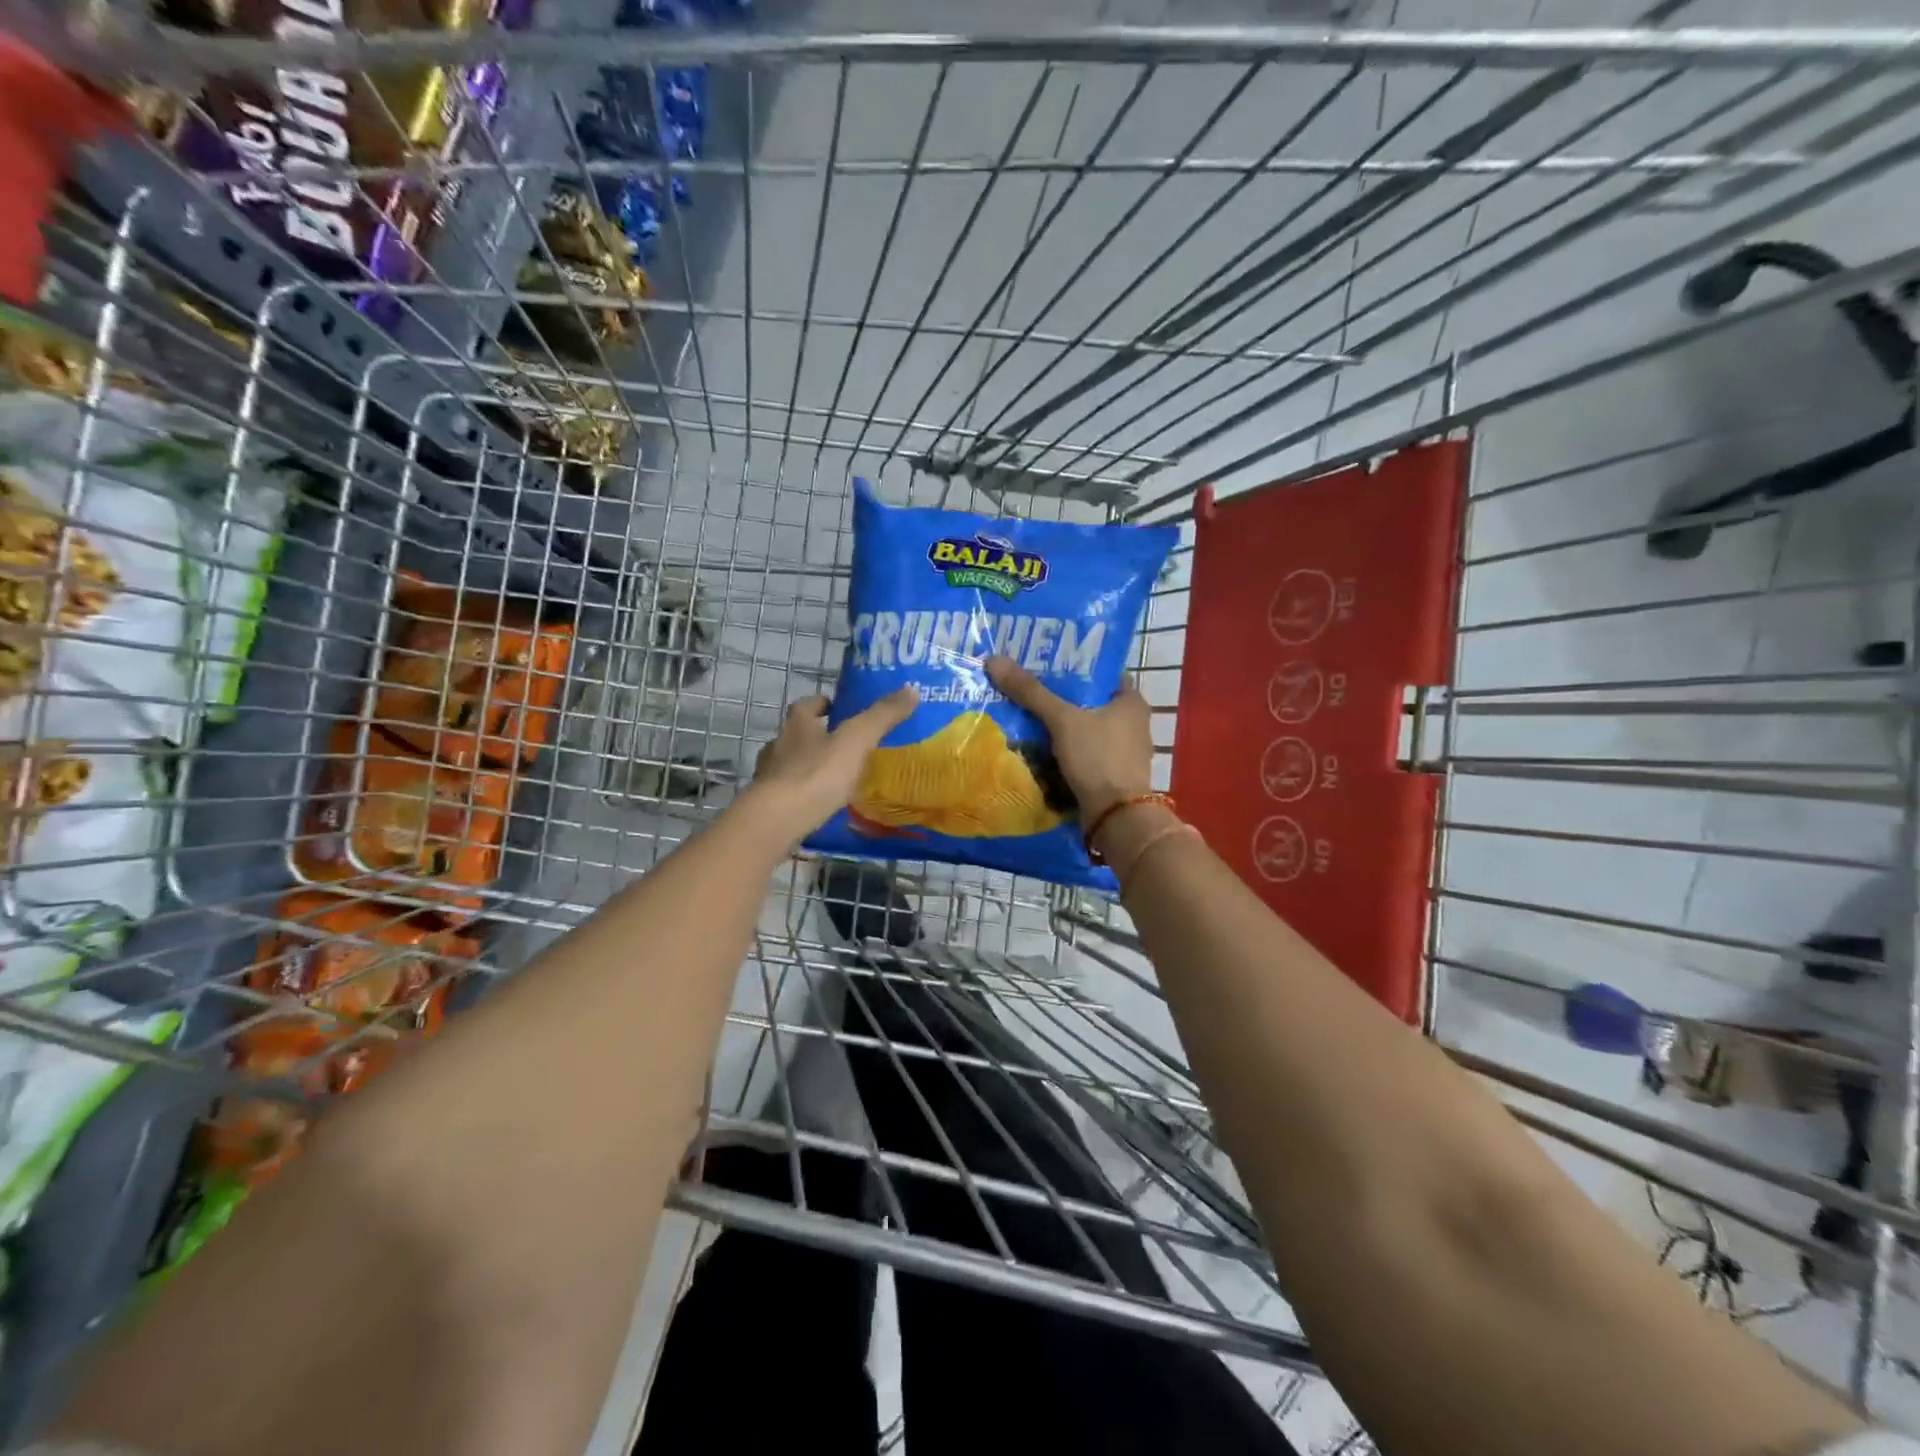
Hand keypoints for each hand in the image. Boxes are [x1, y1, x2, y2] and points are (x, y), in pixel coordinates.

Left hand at [746, 687, 918, 839]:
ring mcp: (769, 777)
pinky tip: (819, 806)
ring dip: (807, 767)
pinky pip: (787, 794)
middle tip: (842, 746)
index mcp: (797, 725)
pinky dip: (802, 795)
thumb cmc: (817, 774)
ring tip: (833, 779)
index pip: (806, 705)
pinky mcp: (767, 805)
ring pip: (789, 764)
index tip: (838, 708)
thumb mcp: (857, 740)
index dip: (822, 704)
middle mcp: (778, 746)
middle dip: (815, 737)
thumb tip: (911, 689)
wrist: (777, 820)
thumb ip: (882, 716)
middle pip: (795, 734)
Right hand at [984, 655, 1152, 829]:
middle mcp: (1134, 724)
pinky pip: (1084, 754)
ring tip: (1027, 718)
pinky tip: (1040, 749)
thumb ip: (1030, 692)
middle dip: (1063, 699)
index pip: (1103, 674)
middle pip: (1091, 703)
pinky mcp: (1112, 776)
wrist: (1115, 817)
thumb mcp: (1062, 720)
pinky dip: (1066, 751)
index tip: (1046, 665)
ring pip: (1086, 731)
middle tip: (1028, 690)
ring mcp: (1124, 752)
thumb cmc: (1098, 758)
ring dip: (1062, 728)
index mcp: (1132, 702)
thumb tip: (994, 660)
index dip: (1076, 667)